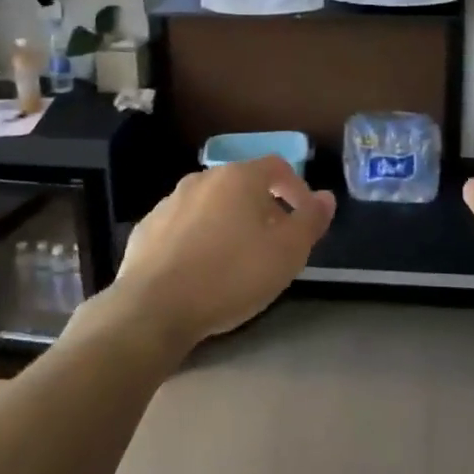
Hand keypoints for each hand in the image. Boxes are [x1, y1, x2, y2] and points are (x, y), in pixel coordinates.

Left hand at [107, 156, 335, 348]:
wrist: (154, 307)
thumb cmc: (231, 275)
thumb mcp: (287, 253)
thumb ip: (310, 220)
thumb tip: (326, 197)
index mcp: (239, 178)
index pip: (277, 166)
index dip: (297, 188)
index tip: (304, 219)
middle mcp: (202, 179)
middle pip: (243, 184)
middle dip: (263, 208)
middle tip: (274, 242)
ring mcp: (169, 202)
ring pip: (211, 204)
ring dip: (229, 222)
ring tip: (237, 258)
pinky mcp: (147, 228)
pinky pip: (184, 225)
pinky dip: (199, 238)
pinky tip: (201, 269)